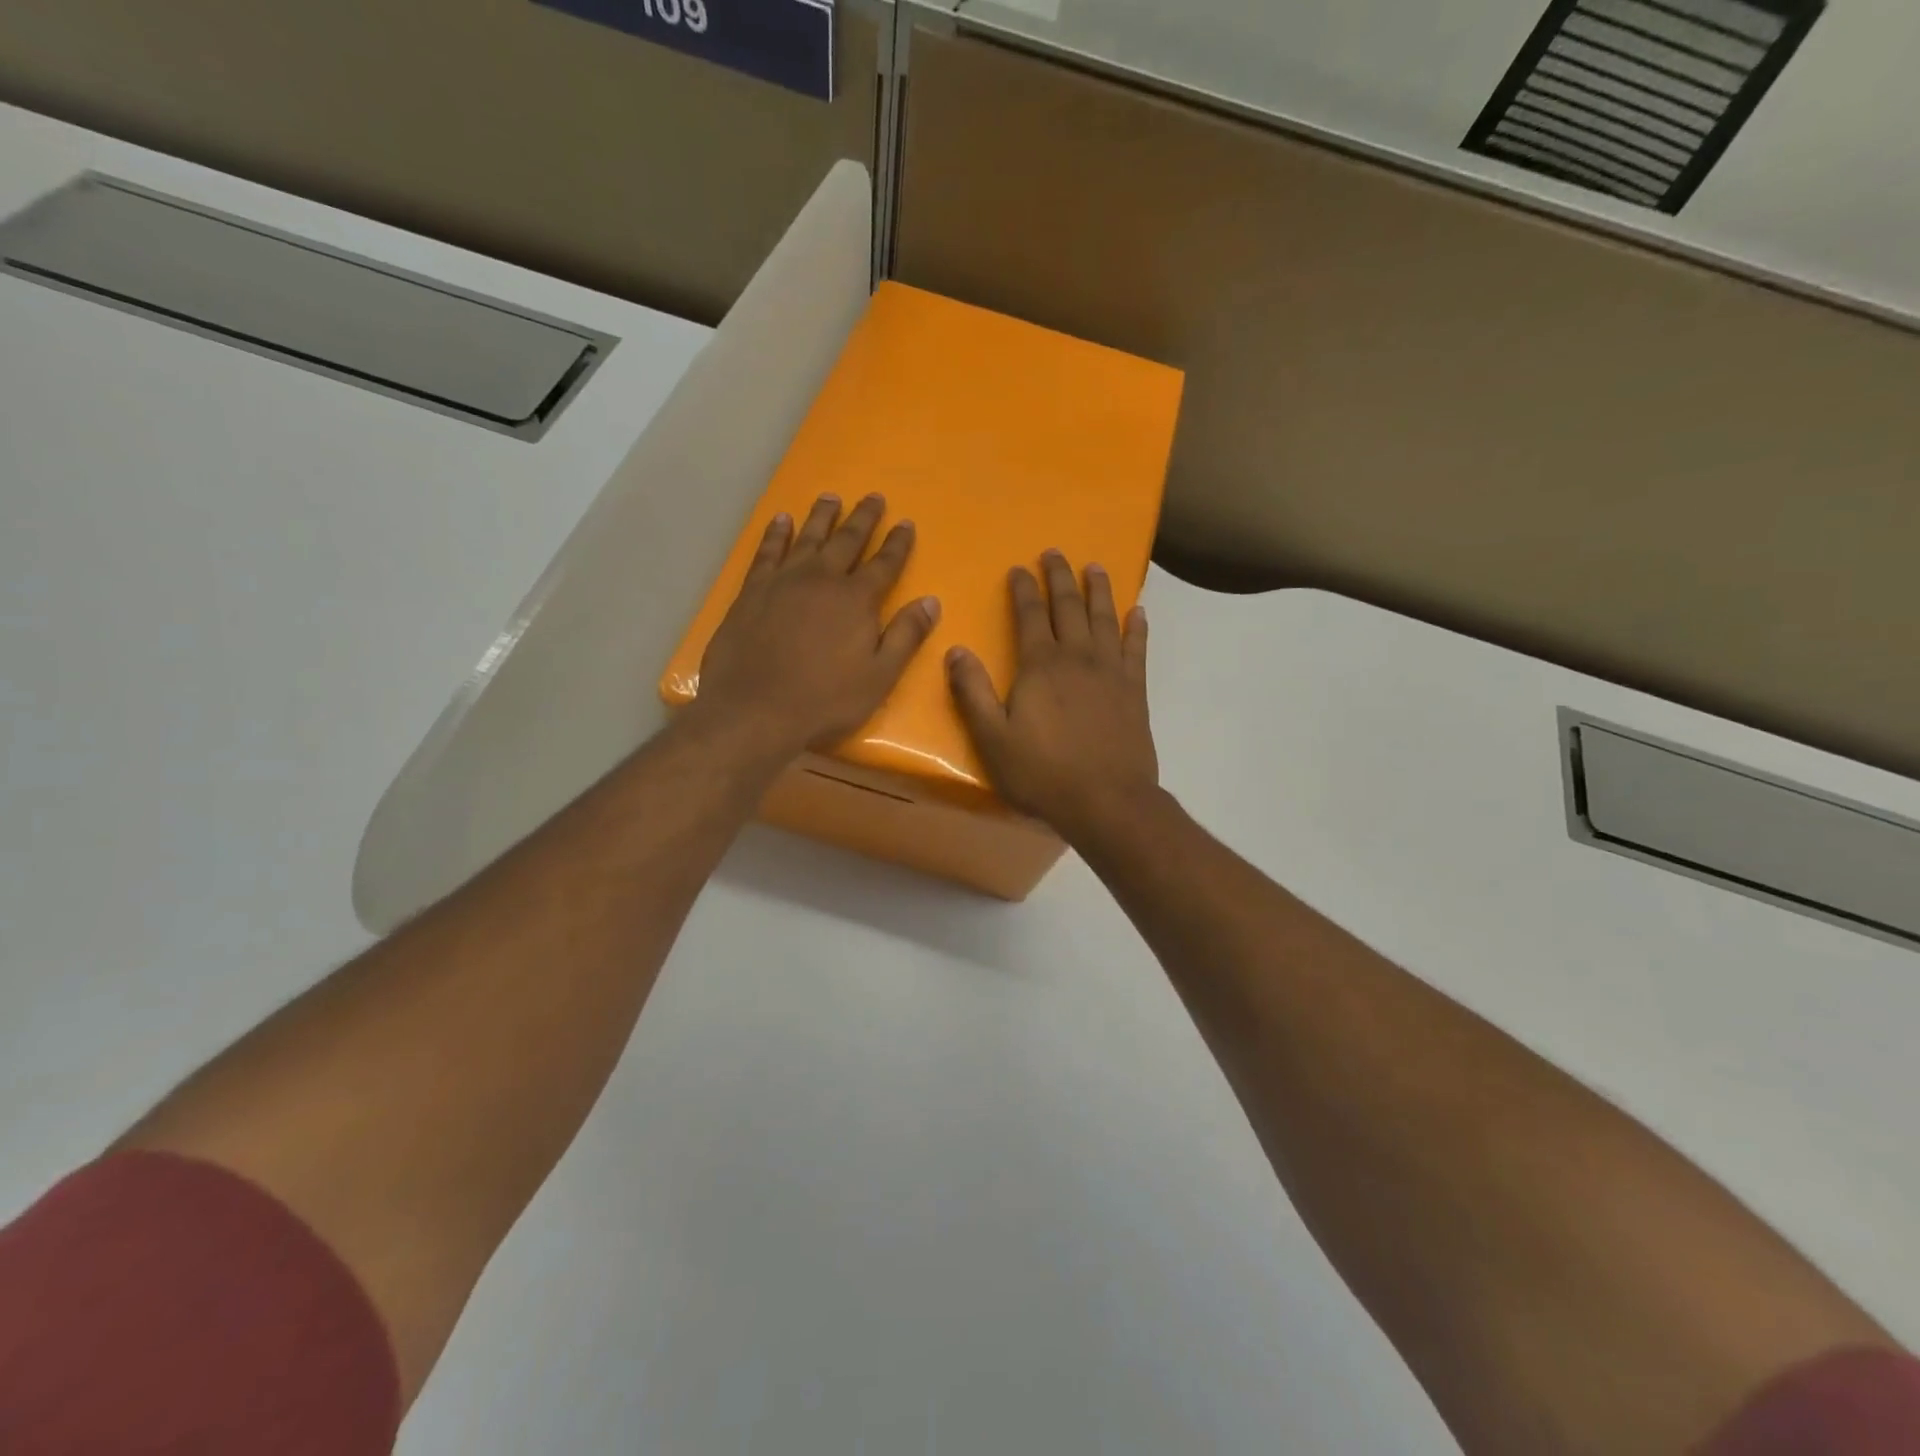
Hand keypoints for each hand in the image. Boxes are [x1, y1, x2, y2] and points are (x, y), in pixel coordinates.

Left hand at [694, 493, 939, 756]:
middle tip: (873, 496)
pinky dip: (776, 534)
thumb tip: (932, 601)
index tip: (906, 523)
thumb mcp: (879, 676)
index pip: (884, 563)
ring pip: (807, 538)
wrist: (754, 710)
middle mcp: (822, 579)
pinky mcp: (752, 590)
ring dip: (822, 516)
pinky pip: (767, 552)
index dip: (898, 543)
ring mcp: (783, 581)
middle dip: (863, 518)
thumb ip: (906, 636)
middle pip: (847, 540)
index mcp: (857, 600)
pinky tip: (781, 520)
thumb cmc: (825, 700)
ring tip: (831, 496)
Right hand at [947, 550, 1158, 841]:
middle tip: (1055, 553)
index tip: (1019, 568)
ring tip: (1095, 567)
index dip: (1024, 589)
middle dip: (1060, 577)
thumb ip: (973, 693)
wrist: (1107, 801)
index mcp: (1040, 665)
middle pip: (1069, 606)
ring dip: (1099, 590)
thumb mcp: (993, 739)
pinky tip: (1137, 612)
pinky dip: (1137, 627)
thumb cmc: (1043, 774)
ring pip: (1105, 618)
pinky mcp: (1135, 689)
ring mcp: (1111, 670)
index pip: (1030, 615)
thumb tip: (956, 651)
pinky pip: (1137, 647)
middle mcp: (1077, 657)